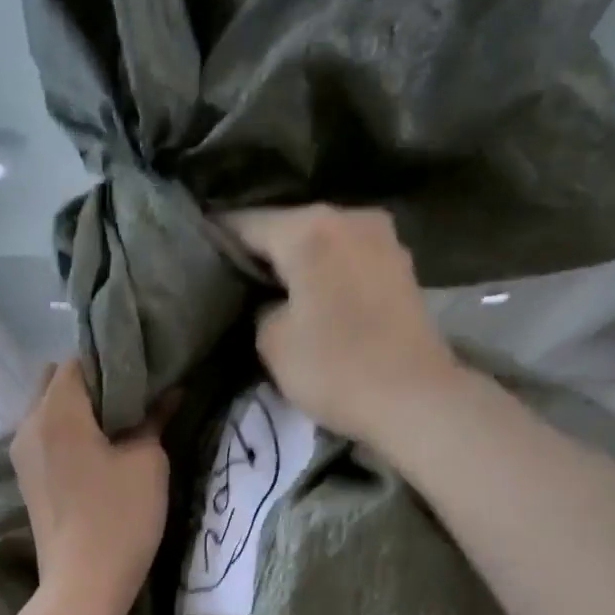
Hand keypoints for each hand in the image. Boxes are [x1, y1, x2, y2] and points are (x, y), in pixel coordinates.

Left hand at [12, 360, 169, 614]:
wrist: (83, 585)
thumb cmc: (120, 518)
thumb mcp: (148, 463)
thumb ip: (154, 419)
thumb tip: (169, 393)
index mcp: (56, 410)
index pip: (79, 360)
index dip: (112, 360)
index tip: (143, 373)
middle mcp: (28, 424)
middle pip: (56, 381)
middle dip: (92, 382)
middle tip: (132, 399)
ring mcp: (22, 455)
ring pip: (48, 411)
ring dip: (79, 410)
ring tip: (118, 425)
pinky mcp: (27, 480)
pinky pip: (45, 438)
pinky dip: (68, 434)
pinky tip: (98, 452)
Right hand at [224, 206, 460, 443]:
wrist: (414, 397)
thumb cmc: (336, 368)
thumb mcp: (273, 343)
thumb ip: (261, 309)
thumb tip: (273, 301)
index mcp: (309, 229)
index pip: (247, 223)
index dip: (219, 239)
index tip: (200, 254)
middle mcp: (349, 217)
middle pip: (290, 227)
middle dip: (263, 251)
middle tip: (235, 279)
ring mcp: (382, 239)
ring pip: (323, 243)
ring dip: (299, 263)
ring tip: (275, 290)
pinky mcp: (401, 266)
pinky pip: (348, 261)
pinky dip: (328, 274)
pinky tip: (316, 298)